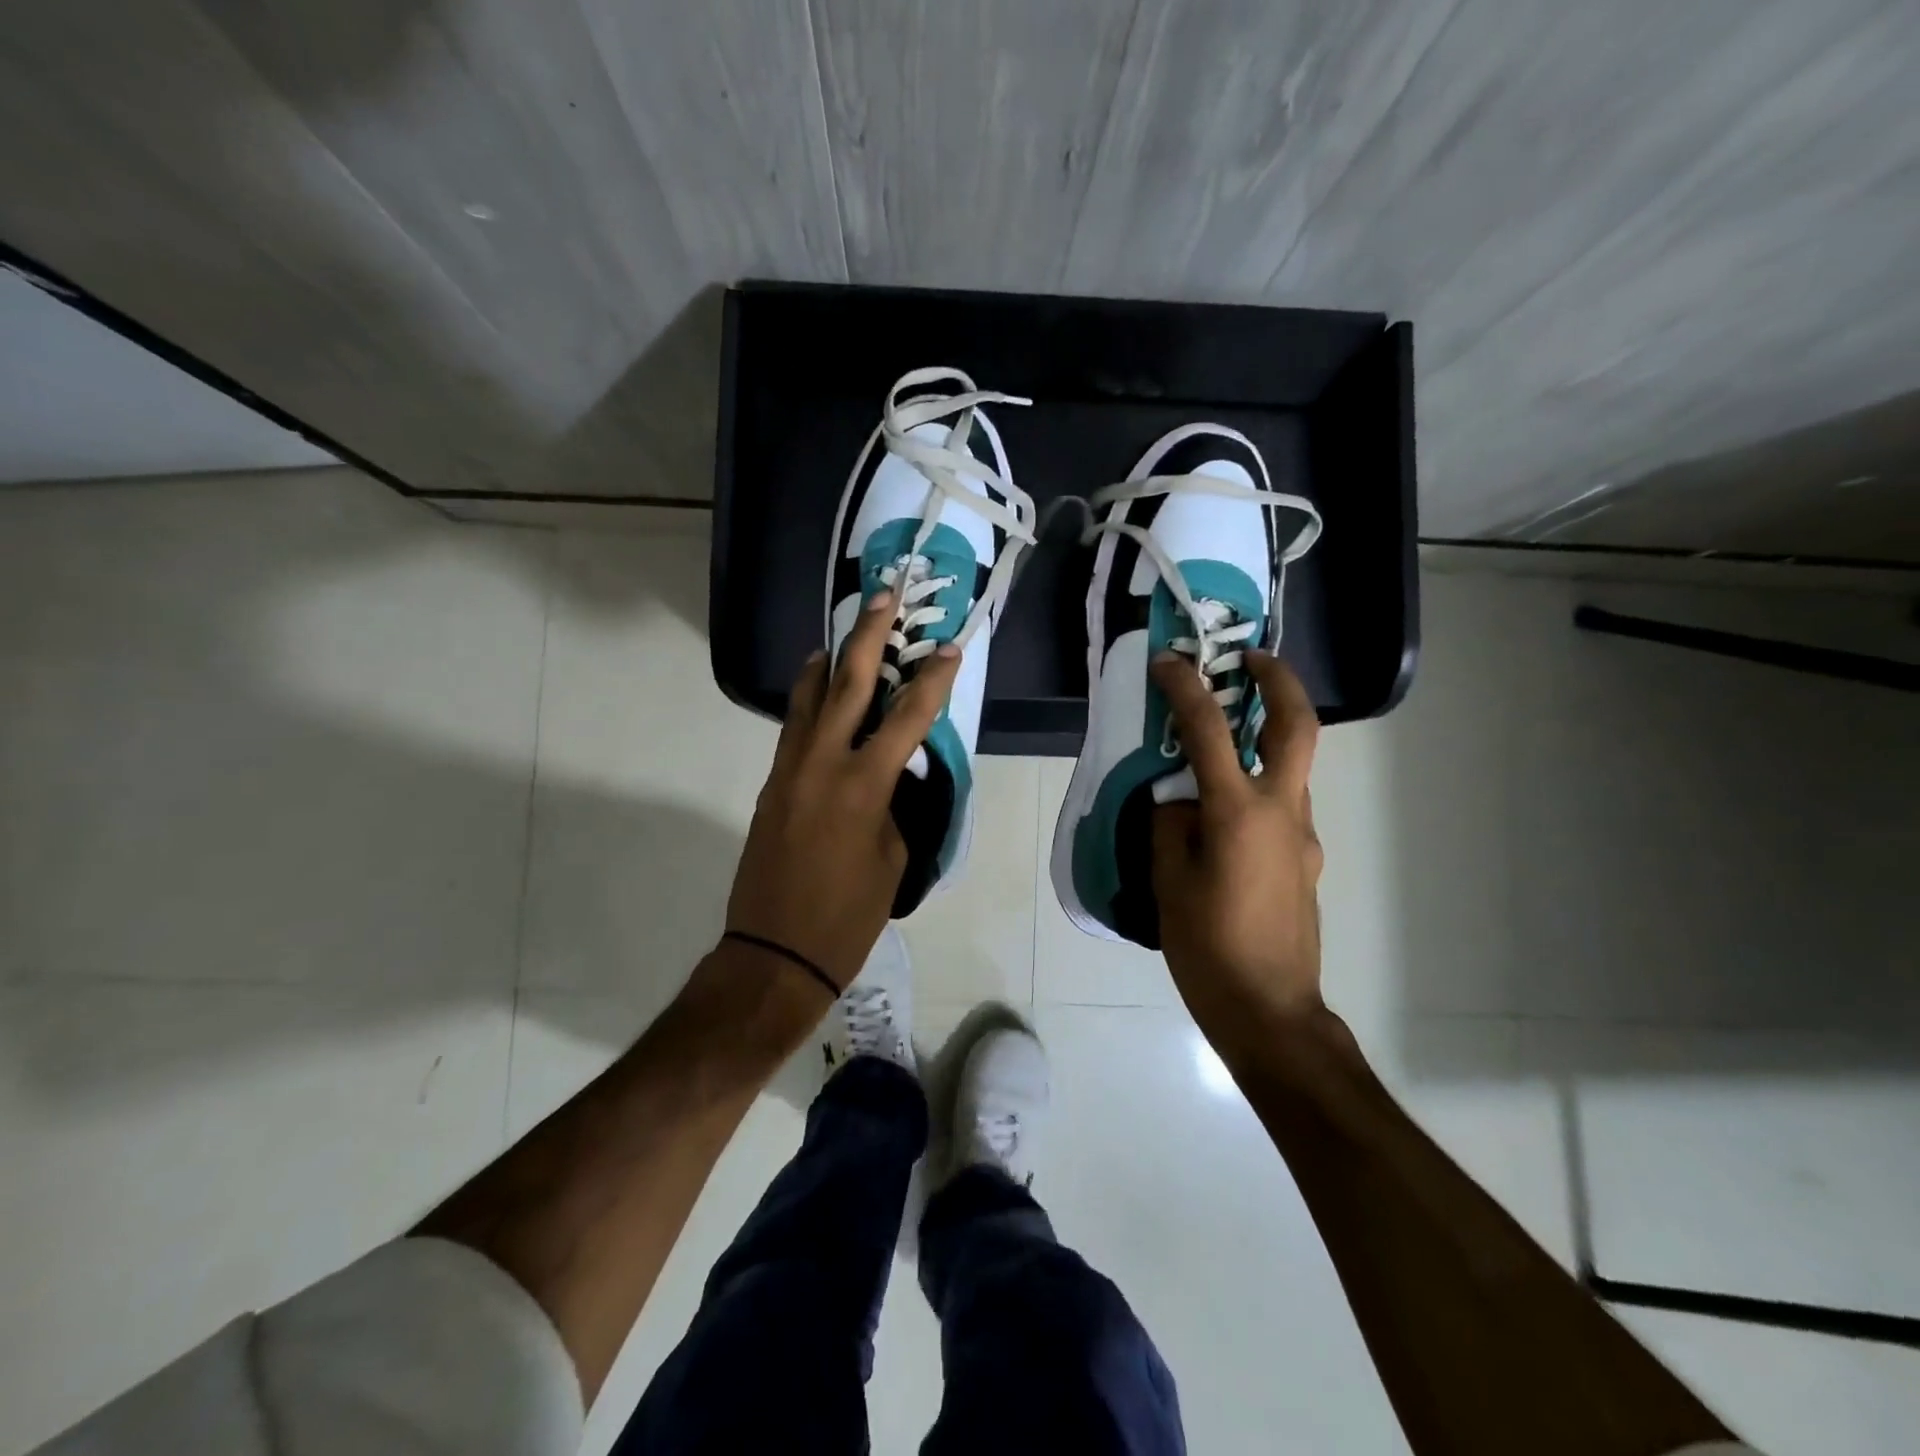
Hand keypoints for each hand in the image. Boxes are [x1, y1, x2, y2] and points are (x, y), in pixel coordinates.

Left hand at [726, 591, 960, 988]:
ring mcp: (789, 770)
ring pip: (809, 698)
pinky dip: (810, 701)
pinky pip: (795, 728)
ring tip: (843, 636)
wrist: (775, 953)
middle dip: (869, 635)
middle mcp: (823, 763)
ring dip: (829, 661)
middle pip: (847, 683)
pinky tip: (820, 694)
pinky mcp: (772, 784)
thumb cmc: (848, 915)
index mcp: (864, 785)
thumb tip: (894, 774)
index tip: (949, 649)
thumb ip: (896, 805)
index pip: (908, 717)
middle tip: (883, 596)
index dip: (932, 680)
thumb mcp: (893, 859)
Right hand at [1151, 649, 1325, 1054]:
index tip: (1168, 661)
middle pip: (1298, 727)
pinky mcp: (1305, 859)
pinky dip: (1256, 787)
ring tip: (1219, 741)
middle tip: (1251, 658)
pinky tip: (1222, 816)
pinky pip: (1281, 806)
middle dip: (1279, 681)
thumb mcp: (1168, 882)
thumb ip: (1170, 825)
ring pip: (1291, 767)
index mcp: (1239, 814)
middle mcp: (1283, 812)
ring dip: (1265, 737)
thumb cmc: (1209, 948)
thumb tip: (1177, 799)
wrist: (1271, 1012)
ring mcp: (1303, 836)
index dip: (1186, 689)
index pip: (1211, 732)